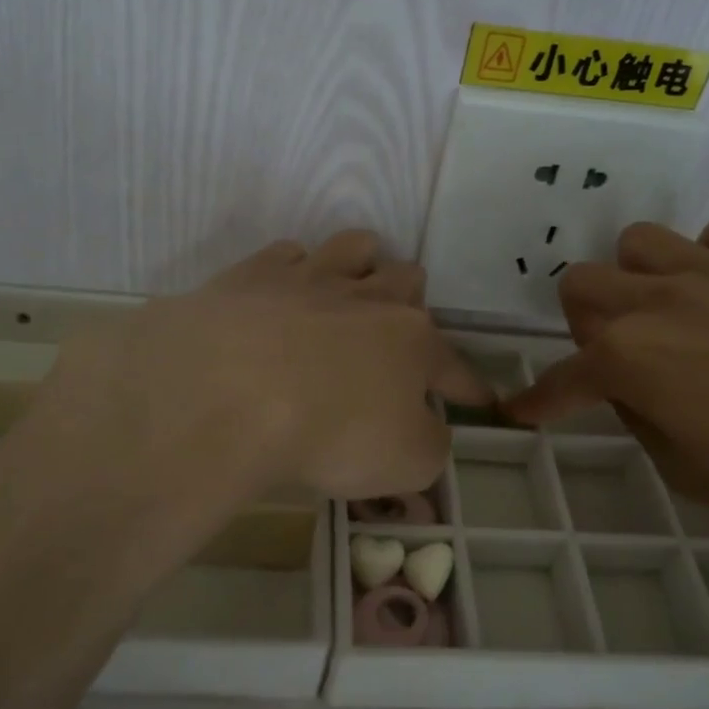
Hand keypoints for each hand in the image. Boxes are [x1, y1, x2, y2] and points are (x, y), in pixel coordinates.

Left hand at [37, 230, 488, 508]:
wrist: (229, 392)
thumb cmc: (331, 433)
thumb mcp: (406, 462)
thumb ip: (430, 444)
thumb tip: (428, 429)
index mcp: (412, 343)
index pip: (454, 366)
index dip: (468, 386)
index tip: (479, 398)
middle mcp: (368, 299)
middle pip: (406, 280)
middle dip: (410, 301)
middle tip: (394, 329)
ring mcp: (310, 279)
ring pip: (353, 247)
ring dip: (361, 264)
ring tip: (351, 286)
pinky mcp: (254, 275)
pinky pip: (286, 255)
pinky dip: (292, 271)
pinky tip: (282, 294)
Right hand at [504, 216, 708, 548]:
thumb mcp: (702, 479)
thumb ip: (648, 426)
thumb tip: (639, 392)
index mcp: (632, 358)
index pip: (563, 378)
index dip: (538, 399)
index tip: (521, 411)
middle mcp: (659, 299)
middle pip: (581, 284)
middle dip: (584, 324)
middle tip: (620, 360)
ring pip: (638, 244)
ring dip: (638, 281)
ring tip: (673, 318)